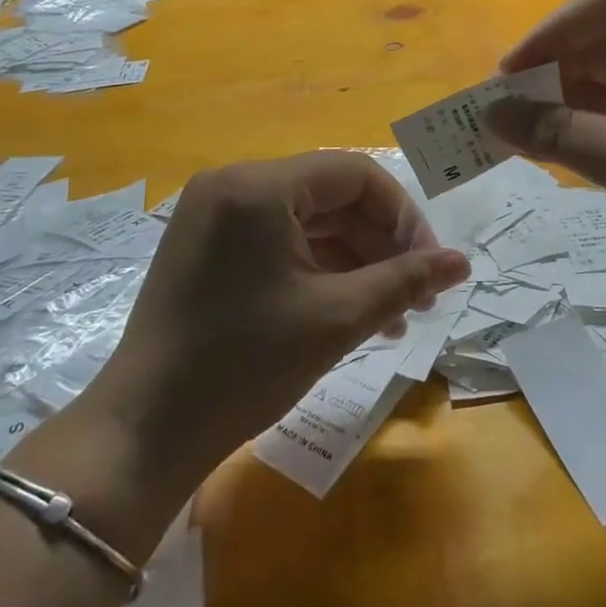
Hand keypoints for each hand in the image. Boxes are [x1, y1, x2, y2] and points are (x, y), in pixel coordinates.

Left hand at [81, 153, 468, 487]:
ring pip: (306, 219)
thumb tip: (461, 262)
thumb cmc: (244, 367)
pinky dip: (315, 267)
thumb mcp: (336, 319)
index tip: (431, 267)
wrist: (144, 431)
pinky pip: (276, 238)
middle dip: (379, 244)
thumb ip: (404, 281)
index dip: (403, 217)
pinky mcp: (206, 242)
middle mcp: (234, 182)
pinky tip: (347, 309)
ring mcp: (214, 212)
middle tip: (417, 298)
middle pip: (330, 195)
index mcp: (260, 186)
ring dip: (352, 260)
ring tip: (391, 316)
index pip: (356, 175)